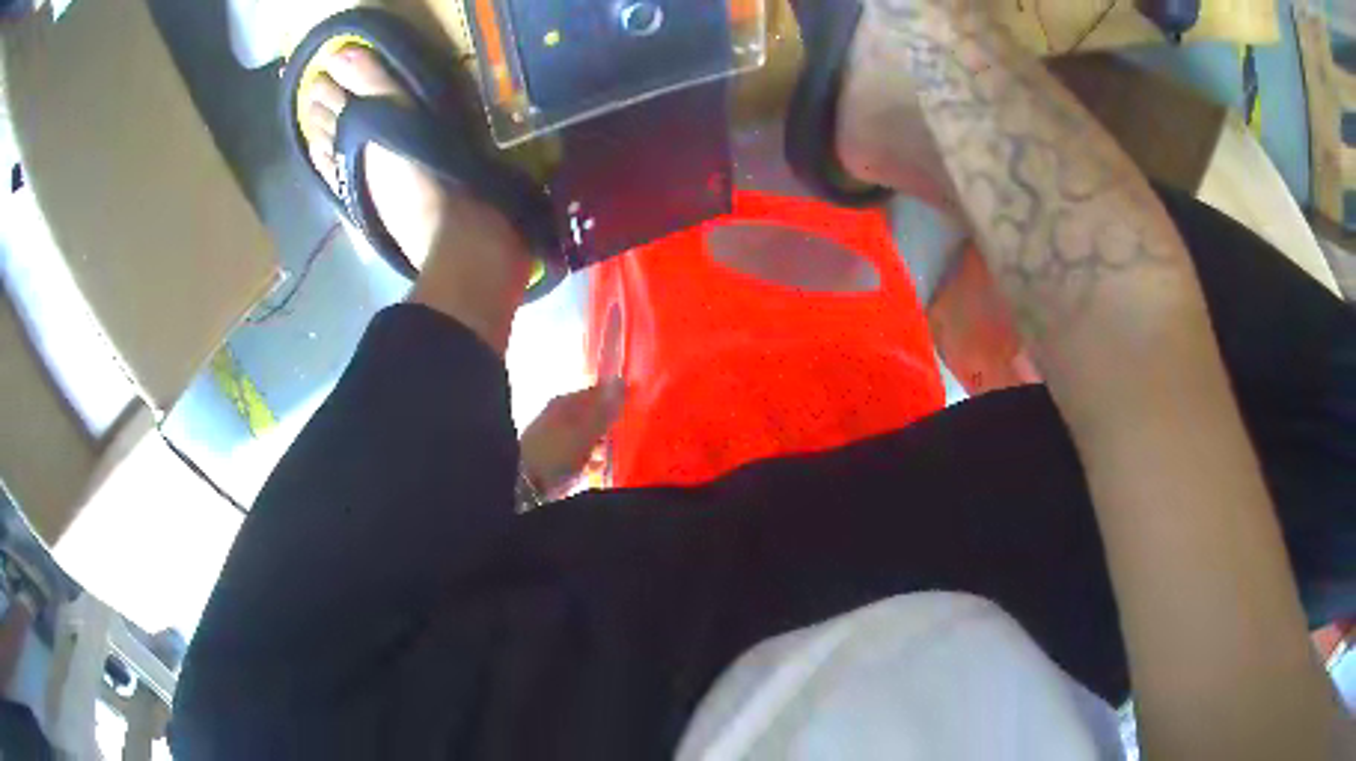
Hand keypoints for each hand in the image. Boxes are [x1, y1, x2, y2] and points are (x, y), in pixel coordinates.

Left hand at [519, 379, 625, 496]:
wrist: (527, 481)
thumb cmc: (557, 450)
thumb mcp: (584, 428)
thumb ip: (604, 407)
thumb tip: (621, 380)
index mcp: (564, 403)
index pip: (595, 391)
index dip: (614, 394)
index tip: (634, 399)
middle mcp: (559, 417)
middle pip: (590, 412)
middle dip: (608, 417)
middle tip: (627, 422)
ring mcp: (556, 438)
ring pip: (585, 432)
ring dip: (601, 438)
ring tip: (617, 443)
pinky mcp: (555, 459)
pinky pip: (580, 453)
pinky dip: (592, 456)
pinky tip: (601, 462)